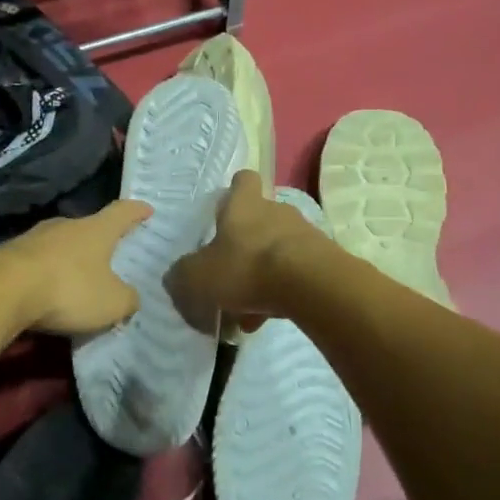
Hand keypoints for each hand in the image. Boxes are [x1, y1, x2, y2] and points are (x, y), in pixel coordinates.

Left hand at [0, 199, 152, 335]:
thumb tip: (130, 297)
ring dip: (70, 257)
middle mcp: (66, 225)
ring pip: (60, 243)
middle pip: (89, 226)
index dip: (137, 211)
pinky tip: (46, 291)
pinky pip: (36, 261)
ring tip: (77, 276)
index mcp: (96, 230)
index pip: (122, 212)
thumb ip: (128, 299)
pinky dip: (46, 272)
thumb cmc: (68, 289)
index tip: (147, 209)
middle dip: (100, 239)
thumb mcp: (111, 303)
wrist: (1, 291)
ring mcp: (34, 237)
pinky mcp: (9, 254)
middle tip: (110, 253)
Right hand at [167, 170, 328, 334]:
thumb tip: (176, 278)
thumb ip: (182, 276)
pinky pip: (295, 273)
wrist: (311, 285)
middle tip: (229, 276)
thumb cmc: (247, 268)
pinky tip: (267, 319)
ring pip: (276, 251)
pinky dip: (281, 292)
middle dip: (244, 246)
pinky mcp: (323, 260)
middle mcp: (276, 211)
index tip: (223, 213)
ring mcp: (303, 234)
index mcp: (244, 205)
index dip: (233, 193)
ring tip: (247, 310)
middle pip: (259, 220)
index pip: (243, 181)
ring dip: (262, 274)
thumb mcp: (198, 277)